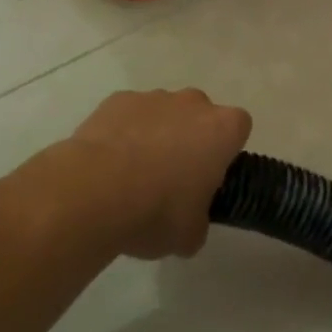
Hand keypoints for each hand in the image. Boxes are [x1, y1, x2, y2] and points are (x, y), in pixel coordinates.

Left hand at [54, 89, 251, 258]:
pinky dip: (123, 133)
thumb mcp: (190, 234)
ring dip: (155, 135)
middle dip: (190, 139)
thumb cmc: (156, 211)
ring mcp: (154, 97)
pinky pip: (128, 115)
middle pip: (200, 115)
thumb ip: (199, 220)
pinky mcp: (118, 100)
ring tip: (131, 175)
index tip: (209, 176)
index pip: (238, 128)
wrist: (93, 192)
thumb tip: (190, 221)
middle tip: (172, 178)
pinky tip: (107, 164)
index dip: (225, 152)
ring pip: (163, 113)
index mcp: (222, 129)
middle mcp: (193, 103)